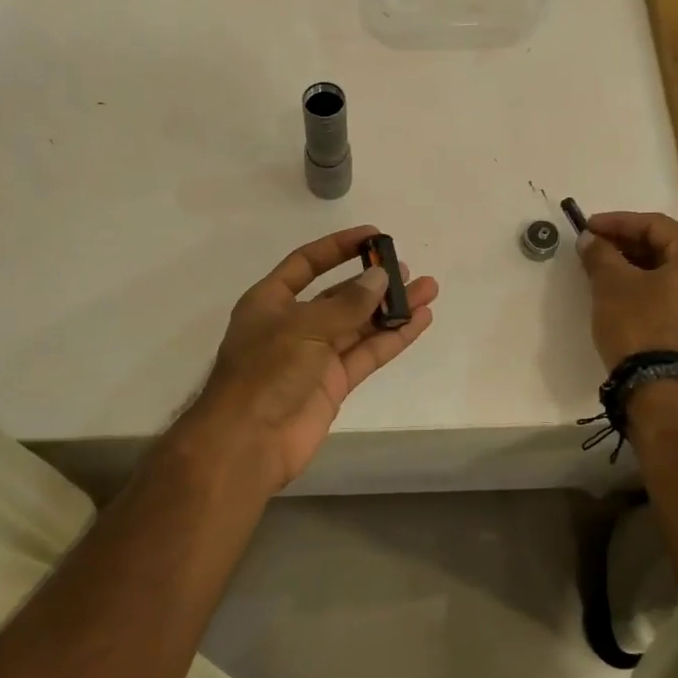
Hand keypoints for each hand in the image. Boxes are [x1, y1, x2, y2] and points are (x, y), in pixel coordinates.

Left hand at [187, 226, 437, 492]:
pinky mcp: (334, 384)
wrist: (249, 441)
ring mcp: (315, 356)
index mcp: (271, 301)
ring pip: (359, 325)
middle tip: (409, 270)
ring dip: (392, 308)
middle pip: (339, 295)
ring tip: (428, 291)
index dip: (338, 247)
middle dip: (373, 282)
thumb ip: (346, 304)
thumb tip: (380, 278)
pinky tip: (419, 321)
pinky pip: (367, 353)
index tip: (374, 236)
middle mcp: (294, 324)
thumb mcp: (304, 327)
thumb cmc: (266, 371)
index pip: (307, 263)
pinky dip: (392, 338)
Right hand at [576, 211, 677, 371]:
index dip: (616, 223)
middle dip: (627, 244)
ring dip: (637, 266)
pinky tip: (624, 291)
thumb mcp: (611, 283)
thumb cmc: (639, 324)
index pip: (654, 225)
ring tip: (604, 268)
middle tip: (594, 247)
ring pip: (672, 272)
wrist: (659, 387)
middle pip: (667, 247)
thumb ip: (600, 253)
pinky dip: (651, 287)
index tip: (586, 226)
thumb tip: (589, 239)